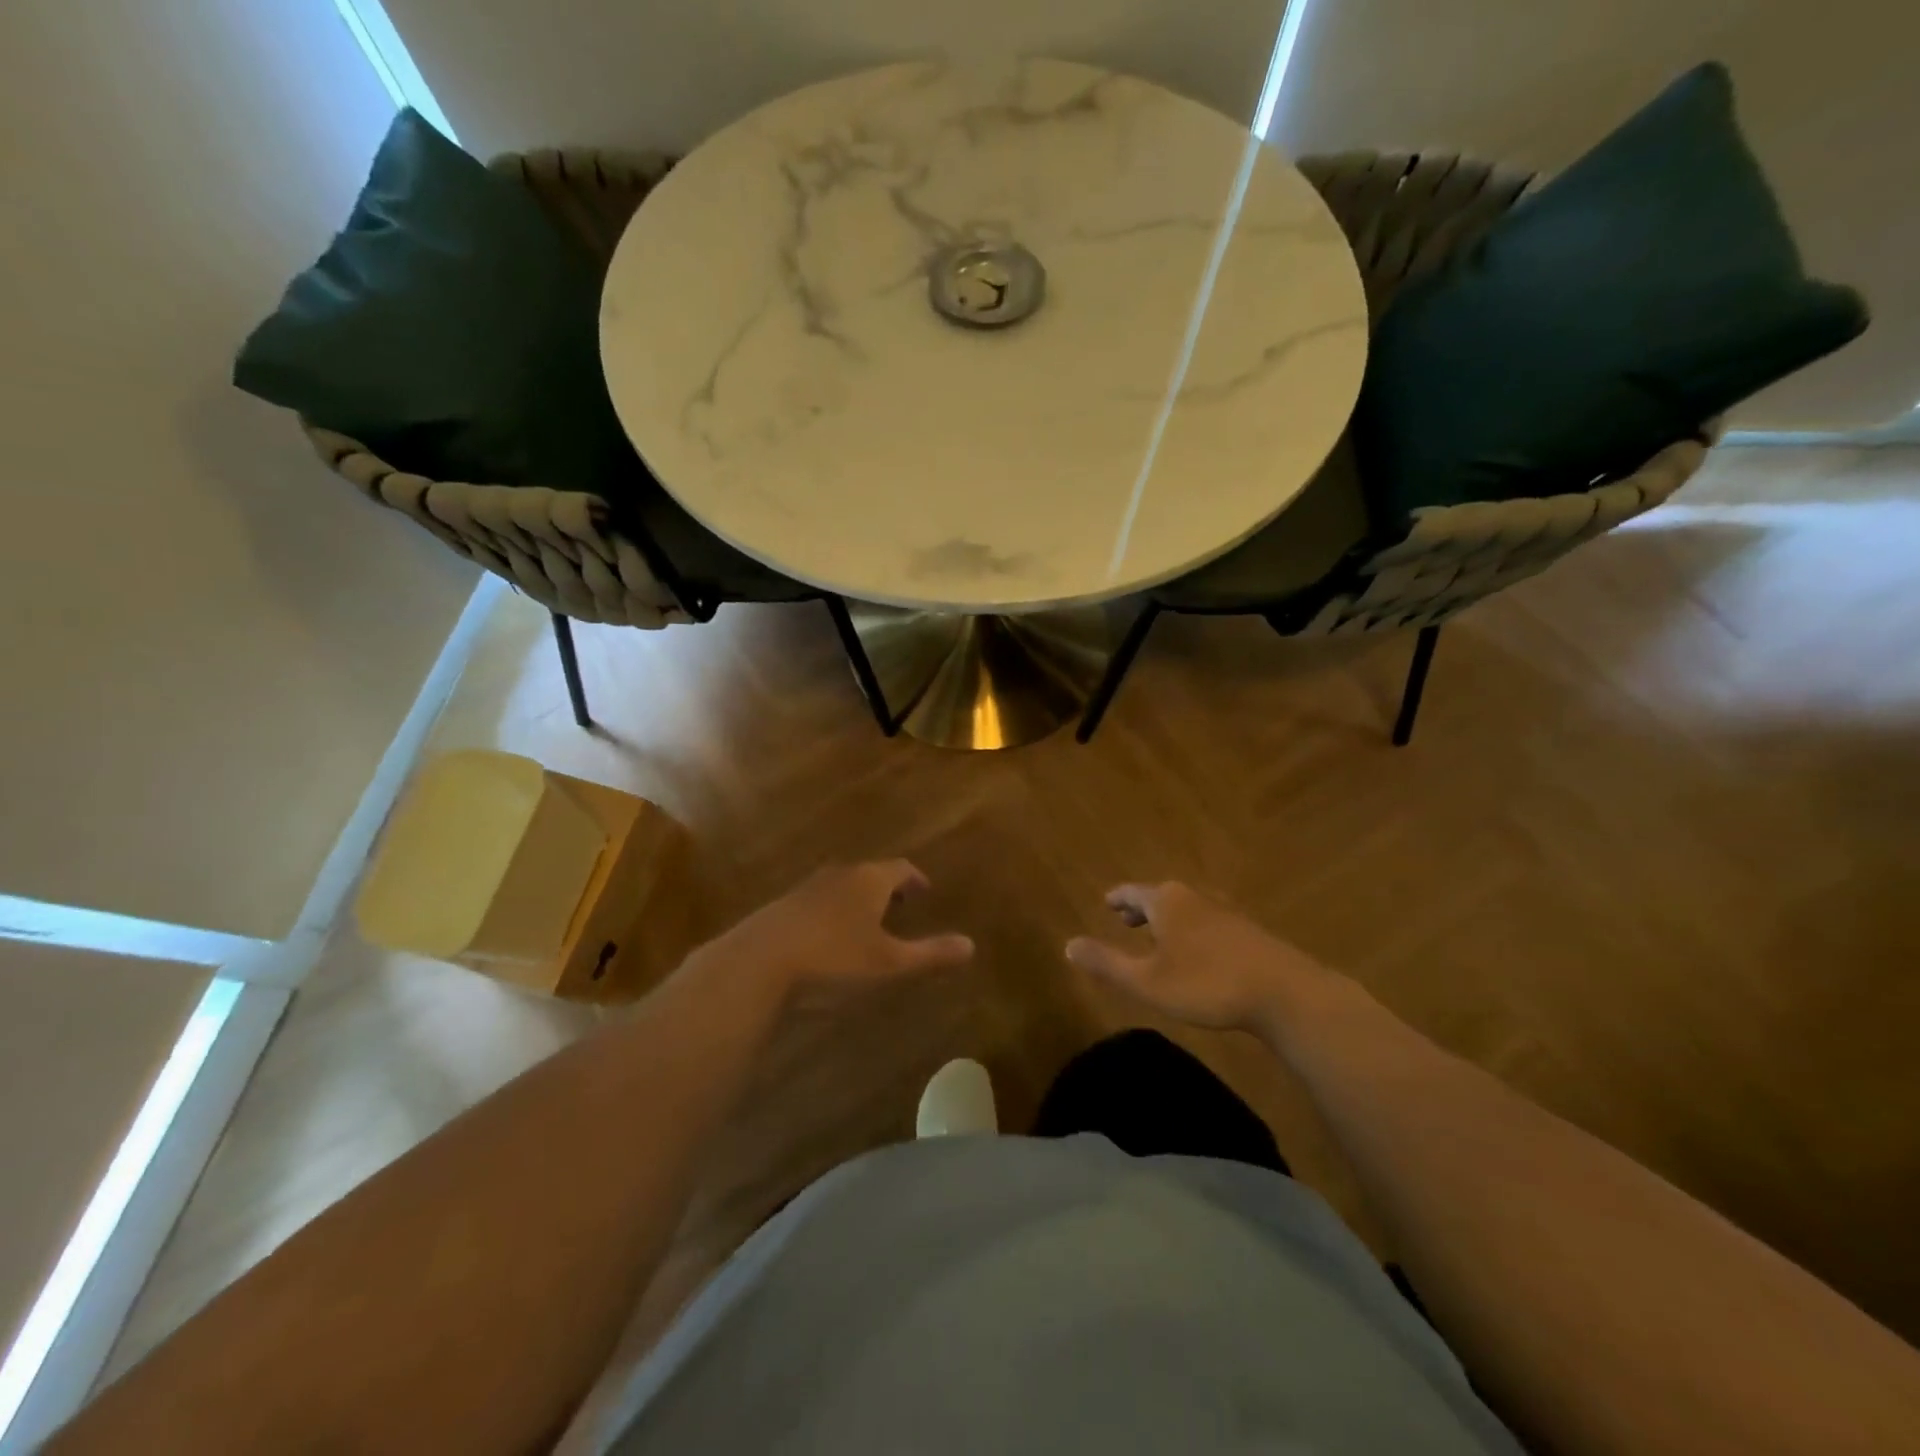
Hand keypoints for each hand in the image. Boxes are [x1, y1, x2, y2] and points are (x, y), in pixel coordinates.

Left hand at [689, 860, 973, 1008]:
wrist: (756, 965)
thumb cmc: (834, 960)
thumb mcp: (889, 964)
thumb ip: (930, 954)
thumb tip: (971, 945)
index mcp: (868, 880)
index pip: (900, 869)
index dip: (915, 879)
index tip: (924, 891)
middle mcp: (838, 875)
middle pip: (869, 874)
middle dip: (886, 888)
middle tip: (900, 905)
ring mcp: (805, 889)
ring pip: (840, 887)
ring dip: (857, 900)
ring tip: (865, 923)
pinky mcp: (779, 909)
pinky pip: (816, 903)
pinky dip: (831, 913)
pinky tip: (827, 939)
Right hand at [1065, 882, 1335, 1035]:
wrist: (1284, 993)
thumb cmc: (1206, 984)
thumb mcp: (1147, 981)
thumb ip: (1106, 963)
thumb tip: (1067, 945)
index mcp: (1166, 901)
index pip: (1133, 892)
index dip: (1118, 899)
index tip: (1106, 902)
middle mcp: (1194, 897)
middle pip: (1160, 896)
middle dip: (1142, 908)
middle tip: (1126, 920)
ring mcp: (1225, 911)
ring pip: (1186, 909)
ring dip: (1168, 921)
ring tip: (1159, 937)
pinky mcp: (1248, 931)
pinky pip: (1208, 922)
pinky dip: (1192, 931)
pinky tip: (1198, 953)